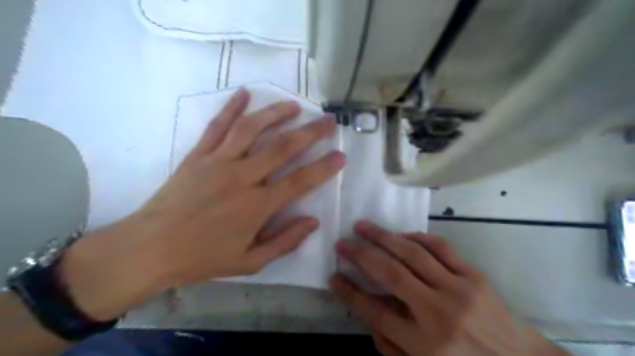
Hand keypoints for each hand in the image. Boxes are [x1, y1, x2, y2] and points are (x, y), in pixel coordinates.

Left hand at [59, 87, 345, 319]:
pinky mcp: (198, 156)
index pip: (299, 182)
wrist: (149, 249)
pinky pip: (217, 126)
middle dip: (310, 132)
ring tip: (294, 105)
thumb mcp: (250, 262)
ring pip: (251, 129)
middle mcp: (240, 178)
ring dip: (275, 114)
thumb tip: (313, 222)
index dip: (323, 168)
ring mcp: (217, 162)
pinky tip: (245, 93)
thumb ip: (284, 242)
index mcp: (256, 207)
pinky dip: (232, 108)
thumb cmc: (202, 258)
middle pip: (281, 148)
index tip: (341, 156)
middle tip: (328, 120)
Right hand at [330, 221, 568, 353]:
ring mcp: (458, 289)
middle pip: (389, 274)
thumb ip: (392, 345)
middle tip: (342, 242)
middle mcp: (438, 313)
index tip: (333, 276)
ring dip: (382, 236)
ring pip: (412, 253)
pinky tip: (401, 235)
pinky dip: (416, 237)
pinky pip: (440, 248)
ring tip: (362, 226)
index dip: (349, 292)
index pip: (374, 311)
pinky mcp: (474, 275)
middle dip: (360, 255)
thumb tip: (368, 313)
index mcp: (424, 344)